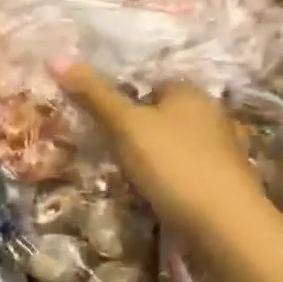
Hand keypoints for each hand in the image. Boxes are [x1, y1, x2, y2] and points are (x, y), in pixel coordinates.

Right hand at [55, 61, 267, 238]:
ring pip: (178, 144)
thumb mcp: (125, 126)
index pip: (151, 84)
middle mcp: (212, 113)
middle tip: (112, 151)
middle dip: (141, 129)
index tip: (104, 122)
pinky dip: (174, 178)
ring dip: (158, 157)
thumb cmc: (172, 164)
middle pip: (165, 114)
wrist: (224, 223)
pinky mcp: (227, 181)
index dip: (126, 100)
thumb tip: (55, 57)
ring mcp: (224, 149)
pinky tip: (160, 194)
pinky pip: (190, 170)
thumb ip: (93, 94)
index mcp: (190, 92)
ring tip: (132, 176)